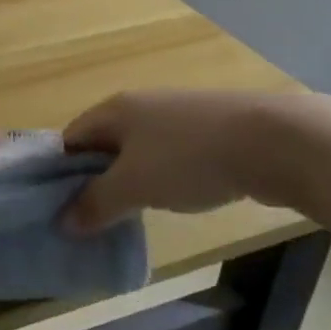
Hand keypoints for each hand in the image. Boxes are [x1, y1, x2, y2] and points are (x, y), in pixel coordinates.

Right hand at [61, 90, 311, 232]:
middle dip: (92, 180)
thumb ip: (96, 204)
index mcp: (115, 110)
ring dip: (127, 182)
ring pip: (137, 152)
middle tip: (87, 218)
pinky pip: (168, 157)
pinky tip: (169, 201)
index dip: (58, 171)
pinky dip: (160, 179)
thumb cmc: (189, 158)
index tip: (56, 207)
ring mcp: (177, 116)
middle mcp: (141, 106)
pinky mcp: (208, 132)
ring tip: (125, 216)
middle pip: (103, 144)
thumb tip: (63, 223)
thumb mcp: (134, 186)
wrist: (274, 141)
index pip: (71, 138)